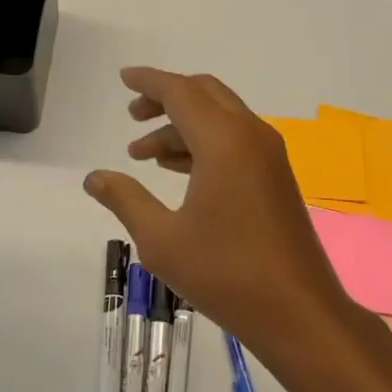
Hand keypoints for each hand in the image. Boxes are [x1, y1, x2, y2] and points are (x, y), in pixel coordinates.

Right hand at [83, 67, 366, 375]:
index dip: (149, 82)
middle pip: (205, 94)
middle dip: (167, 98)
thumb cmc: (225, 274)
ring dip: (183, 125)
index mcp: (224, 141)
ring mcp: (270, 156)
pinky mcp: (277, 177)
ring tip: (145, 154)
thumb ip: (125, 199)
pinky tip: (180, 171)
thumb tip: (93, 177)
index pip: (181, 92)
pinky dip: (205, 143)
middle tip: (133, 116)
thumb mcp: (162, 240)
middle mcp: (251, 136)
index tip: (124, 78)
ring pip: (221, 118)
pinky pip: (236, 141)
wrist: (298, 312)